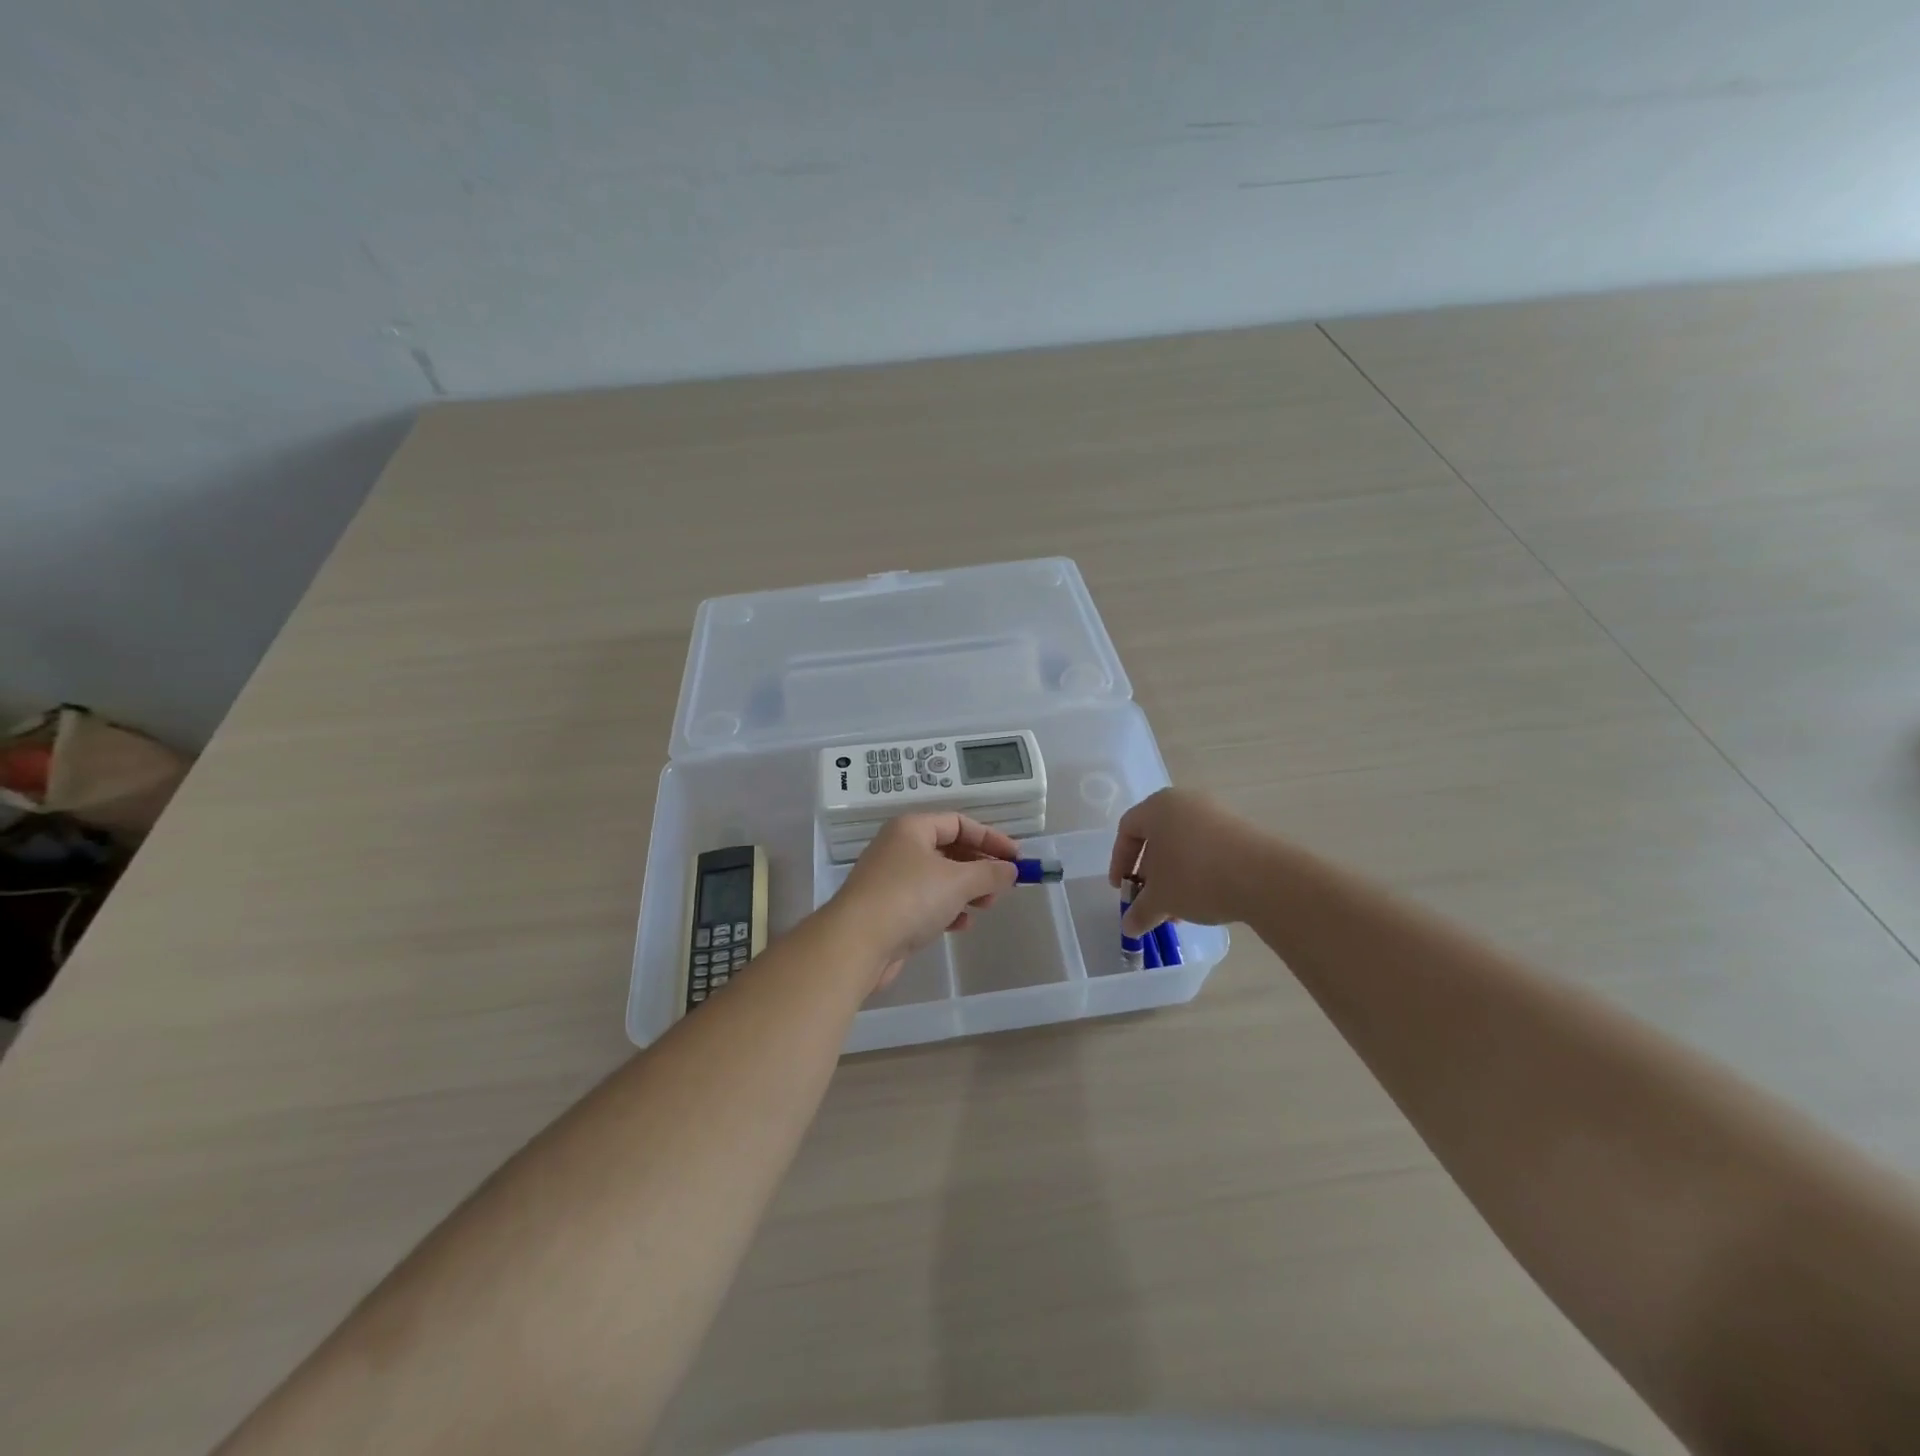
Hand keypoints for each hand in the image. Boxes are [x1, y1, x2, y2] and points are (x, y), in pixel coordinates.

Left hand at [829, 814, 1020, 989]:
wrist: (856, 942)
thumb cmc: (910, 898)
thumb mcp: (958, 881)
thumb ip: (990, 873)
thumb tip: (1011, 869)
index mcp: (912, 828)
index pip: (959, 823)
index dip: (990, 838)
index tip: (1016, 858)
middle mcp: (899, 848)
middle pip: (949, 850)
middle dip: (979, 867)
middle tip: (1003, 885)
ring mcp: (891, 880)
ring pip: (938, 878)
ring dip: (966, 890)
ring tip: (986, 906)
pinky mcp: (888, 910)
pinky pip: (925, 902)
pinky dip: (946, 909)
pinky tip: (961, 925)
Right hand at [1107, 787, 1264, 935]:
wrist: (1263, 877)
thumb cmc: (1195, 877)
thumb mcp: (1160, 899)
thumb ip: (1139, 911)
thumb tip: (1128, 927)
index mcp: (1158, 807)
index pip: (1127, 829)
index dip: (1119, 861)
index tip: (1122, 889)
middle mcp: (1186, 802)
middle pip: (1158, 837)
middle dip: (1150, 874)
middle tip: (1151, 901)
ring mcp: (1217, 813)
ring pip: (1184, 845)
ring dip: (1175, 877)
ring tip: (1179, 910)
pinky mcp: (1241, 829)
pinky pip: (1208, 848)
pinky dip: (1199, 872)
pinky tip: (1204, 901)